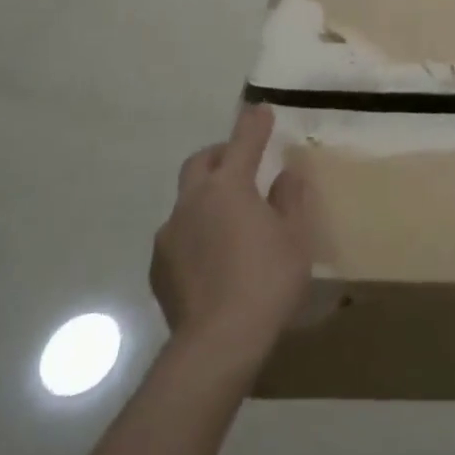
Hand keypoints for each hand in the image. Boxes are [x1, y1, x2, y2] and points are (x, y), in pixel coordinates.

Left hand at [150, 105, 311, 376]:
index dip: (254, 123)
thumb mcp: (295, 236)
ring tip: (229, 222)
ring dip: (207, 198)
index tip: (262, 110)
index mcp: (229, 186)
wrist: (217, 344)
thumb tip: (284, 175)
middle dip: (221, 154)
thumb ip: (290, 199)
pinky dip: (196, 232)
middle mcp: (193, 201)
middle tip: (242, 165)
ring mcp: (170, 234)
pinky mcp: (159, 267)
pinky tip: (213, 258)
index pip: (244, 141)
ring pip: (187, 200)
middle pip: (202, 162)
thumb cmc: (267, 281)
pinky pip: (179, 235)